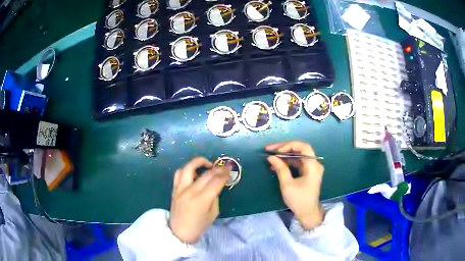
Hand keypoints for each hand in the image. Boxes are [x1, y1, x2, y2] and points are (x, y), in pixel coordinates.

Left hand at [169, 157, 229, 243]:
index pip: (216, 182)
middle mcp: (190, 191)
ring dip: (199, 162)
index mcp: (202, 200)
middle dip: (217, 169)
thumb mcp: (213, 213)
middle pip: (206, 174)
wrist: (179, 232)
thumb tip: (216, 184)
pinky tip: (194, 172)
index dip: (224, 174)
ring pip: (188, 168)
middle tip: (223, 167)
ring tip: (207, 165)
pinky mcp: (174, 189)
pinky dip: (187, 169)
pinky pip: (179, 173)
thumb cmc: (199, 226)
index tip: (229, 168)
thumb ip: (215, 197)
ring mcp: (180, 189)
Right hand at [266, 141, 324, 229]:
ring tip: (270, 157)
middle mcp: (314, 164)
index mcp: (313, 165)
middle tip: (269, 150)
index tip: (276, 151)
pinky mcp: (308, 172)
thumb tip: (271, 157)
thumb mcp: (287, 184)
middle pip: (300, 149)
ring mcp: (311, 168)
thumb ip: (280, 168)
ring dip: (284, 156)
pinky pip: (297, 163)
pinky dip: (287, 163)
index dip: (289, 145)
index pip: (303, 146)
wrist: (308, 213)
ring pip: (297, 156)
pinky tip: (277, 165)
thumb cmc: (299, 200)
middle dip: (284, 149)